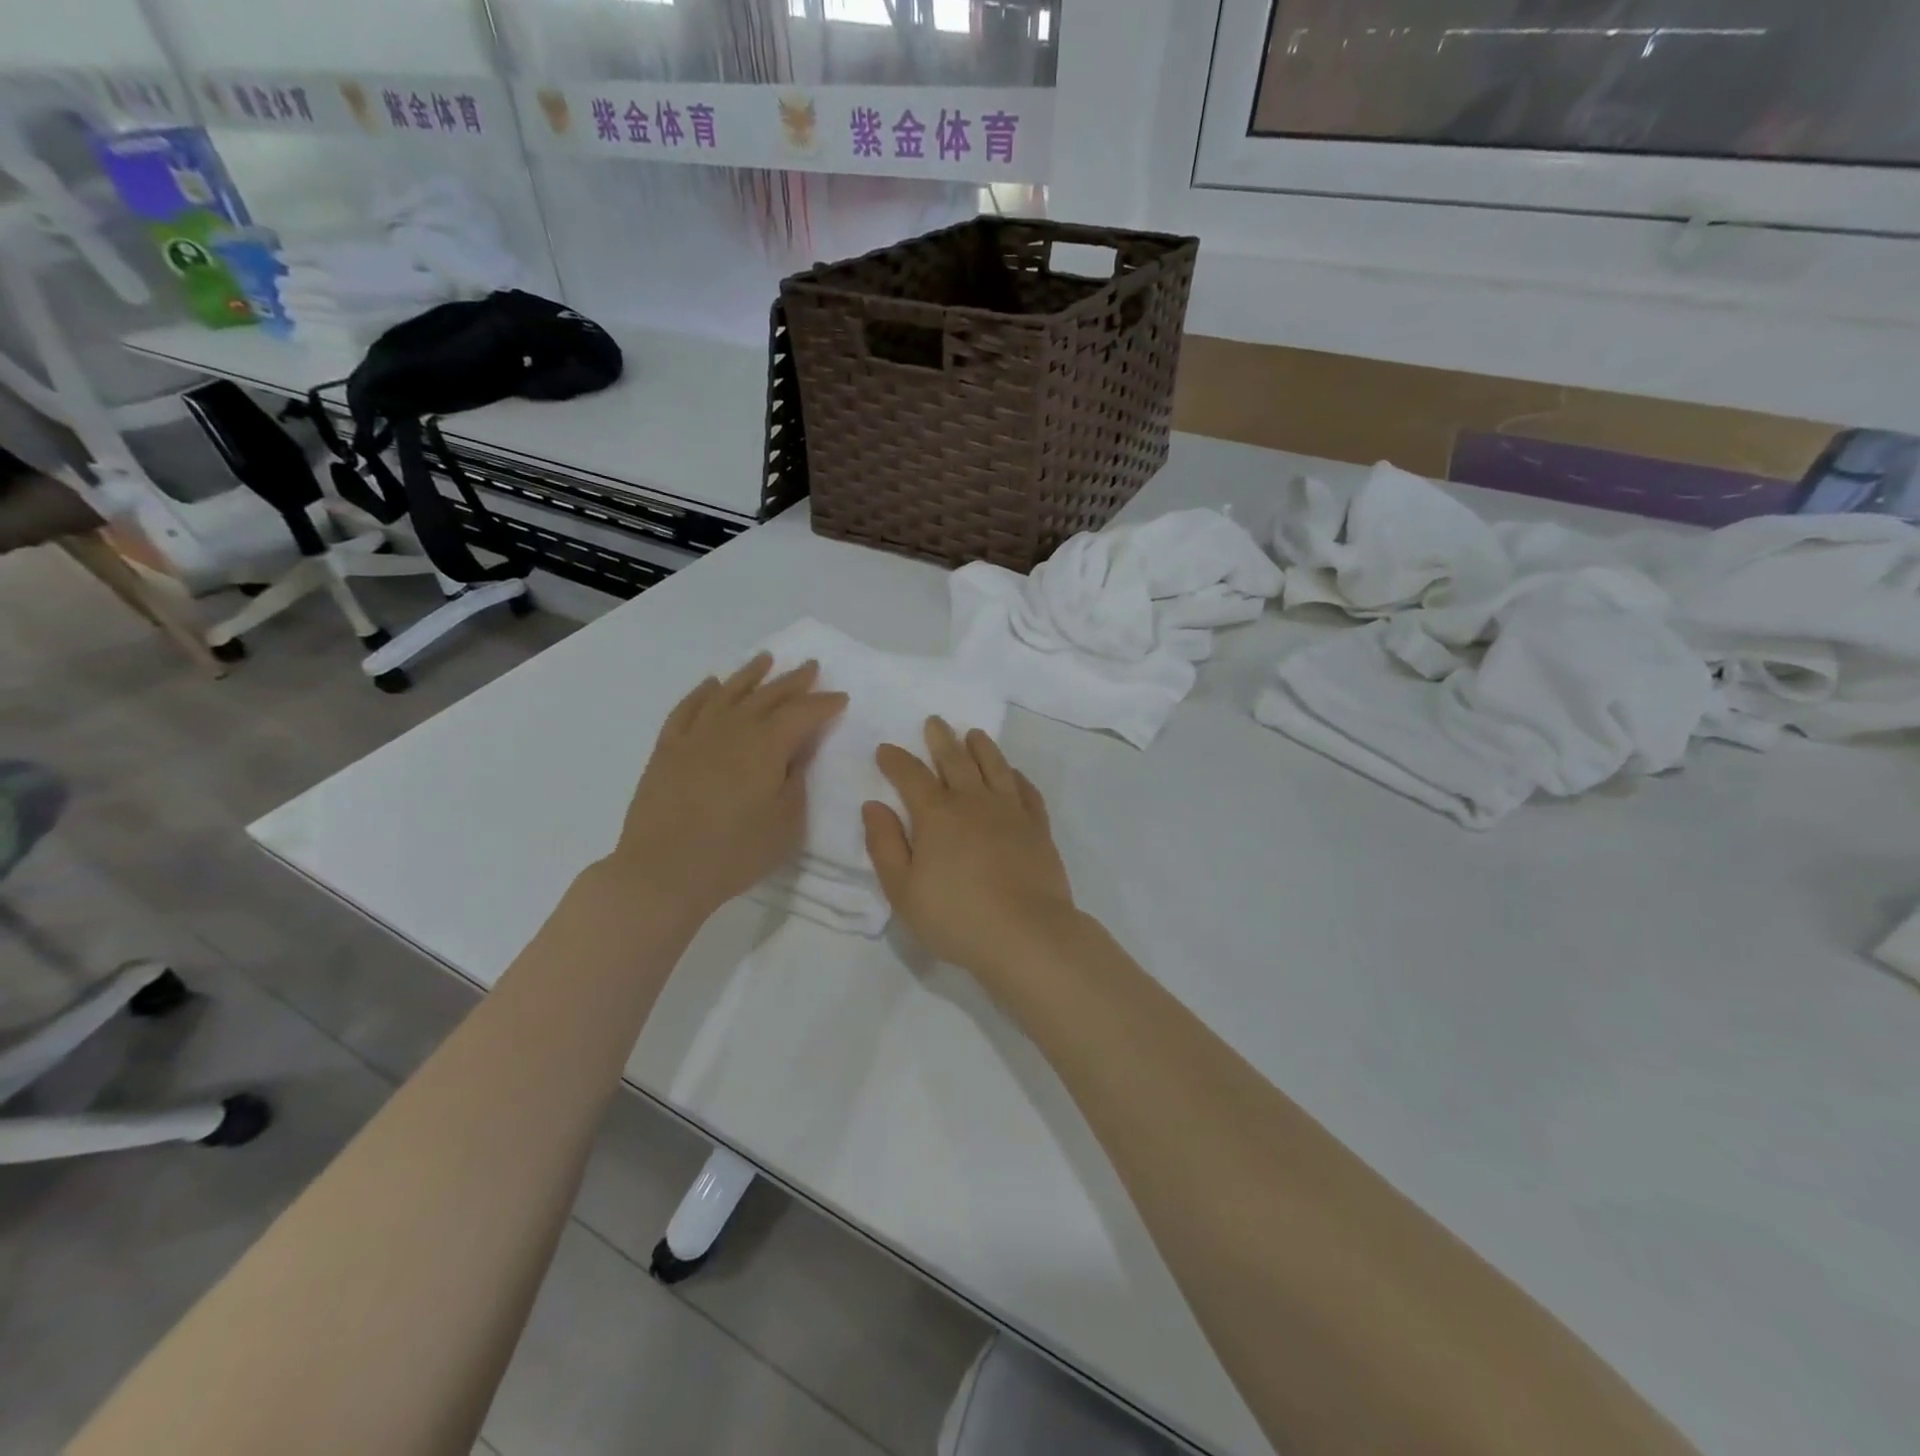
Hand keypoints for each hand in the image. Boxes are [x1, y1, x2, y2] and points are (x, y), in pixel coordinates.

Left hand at [607, 653, 845, 917]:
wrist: (663, 871)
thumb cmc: (736, 852)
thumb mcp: (787, 822)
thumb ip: (796, 780)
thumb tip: (795, 752)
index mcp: (767, 745)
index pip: (803, 713)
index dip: (824, 703)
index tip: (840, 697)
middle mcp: (733, 729)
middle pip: (768, 696)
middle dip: (793, 681)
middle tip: (810, 667)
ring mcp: (695, 736)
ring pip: (728, 693)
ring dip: (750, 675)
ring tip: (765, 659)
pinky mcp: (667, 749)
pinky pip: (687, 709)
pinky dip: (702, 693)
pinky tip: (711, 684)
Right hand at [862, 718, 1077, 979]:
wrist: (1027, 934)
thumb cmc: (956, 917)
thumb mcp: (903, 890)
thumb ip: (885, 845)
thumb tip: (873, 805)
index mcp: (936, 815)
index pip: (911, 776)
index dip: (896, 760)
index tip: (886, 749)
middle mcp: (974, 802)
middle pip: (955, 760)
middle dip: (941, 739)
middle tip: (935, 722)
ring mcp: (1010, 811)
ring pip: (994, 767)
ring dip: (981, 747)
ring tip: (973, 734)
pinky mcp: (1038, 827)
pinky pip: (1026, 791)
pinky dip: (1016, 776)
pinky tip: (1012, 773)